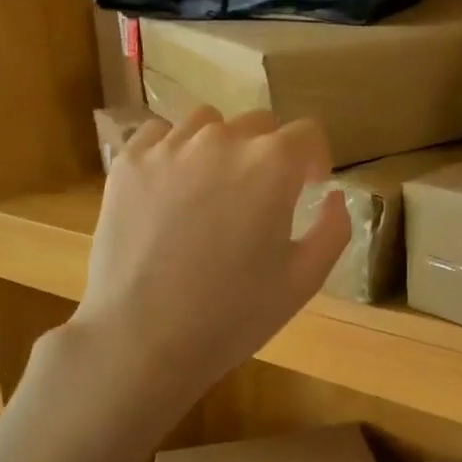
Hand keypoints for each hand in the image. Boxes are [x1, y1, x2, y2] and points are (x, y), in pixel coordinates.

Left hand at [74, 108, 350, 400]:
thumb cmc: (232, 315)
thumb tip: (333, 197)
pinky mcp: (127, 163)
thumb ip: (333, 229)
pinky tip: (172, 188)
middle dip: (271, 153)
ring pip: (207, 123)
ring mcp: (168, 147)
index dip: (315, 159)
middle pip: (259, 124)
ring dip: (222, 146)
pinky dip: (174, 151)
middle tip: (262, 196)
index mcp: (271, 165)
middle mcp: (222, 140)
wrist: (141, 338)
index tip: (311, 186)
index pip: (307, 133)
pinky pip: (159, 135)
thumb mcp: (303, 280)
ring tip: (215, 188)